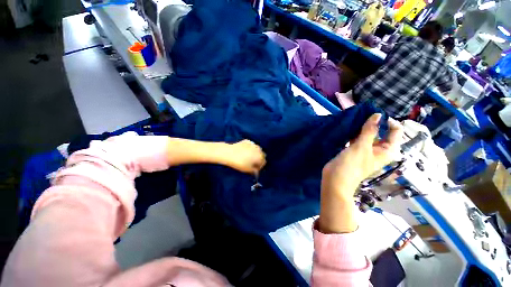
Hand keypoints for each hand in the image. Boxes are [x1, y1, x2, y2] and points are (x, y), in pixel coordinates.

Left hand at [222, 140, 266, 173]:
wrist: (229, 153)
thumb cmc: (239, 163)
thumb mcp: (247, 169)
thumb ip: (254, 170)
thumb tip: (257, 171)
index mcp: (260, 156)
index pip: (263, 162)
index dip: (260, 166)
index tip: (255, 169)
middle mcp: (258, 149)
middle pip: (261, 155)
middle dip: (258, 159)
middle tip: (252, 163)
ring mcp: (253, 144)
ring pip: (257, 149)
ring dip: (255, 153)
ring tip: (249, 157)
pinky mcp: (248, 141)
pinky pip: (252, 145)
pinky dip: (250, 148)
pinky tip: (245, 151)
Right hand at [319, 114, 402, 233]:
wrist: (335, 179)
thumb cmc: (351, 165)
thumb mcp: (362, 147)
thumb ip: (370, 130)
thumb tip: (377, 115)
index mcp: (387, 150)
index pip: (395, 132)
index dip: (387, 122)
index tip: (374, 115)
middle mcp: (378, 149)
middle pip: (381, 132)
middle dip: (373, 123)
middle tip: (362, 115)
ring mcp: (365, 150)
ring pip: (367, 135)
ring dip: (362, 127)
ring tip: (355, 118)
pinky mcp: (353, 150)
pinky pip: (357, 138)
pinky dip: (354, 132)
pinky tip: (349, 126)